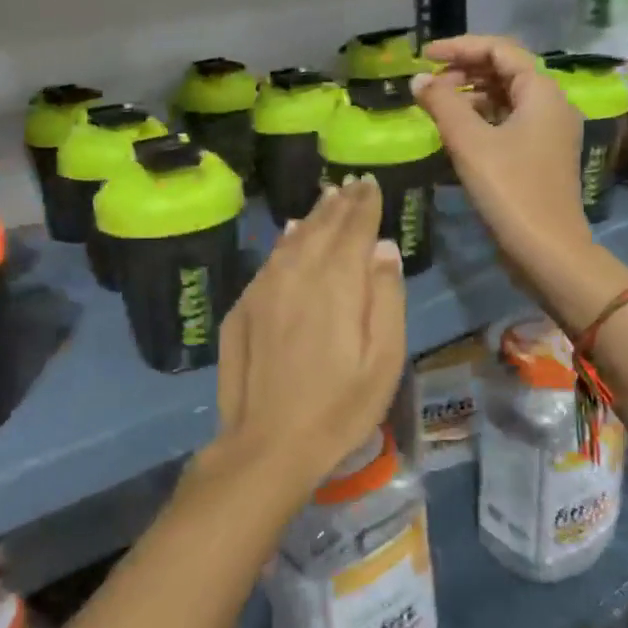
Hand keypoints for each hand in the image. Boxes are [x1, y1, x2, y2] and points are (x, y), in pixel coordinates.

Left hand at [210, 179, 406, 503]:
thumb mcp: (384, 360)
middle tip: (352, 185)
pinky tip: (290, 236)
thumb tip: (383, 249)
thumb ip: (386, 298)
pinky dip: (284, 242)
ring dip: (312, 218)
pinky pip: (269, 261)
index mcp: (336, 282)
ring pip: (292, 239)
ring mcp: (263, 289)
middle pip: (321, 227)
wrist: (267, 444)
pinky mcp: (242, 307)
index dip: (364, 204)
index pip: (353, 228)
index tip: (371, 183)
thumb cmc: (339, 408)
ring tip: (326, 200)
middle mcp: (296, 273)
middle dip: (339, 204)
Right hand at [414, 35, 614, 328]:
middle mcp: (551, 105)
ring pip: (505, 98)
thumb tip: (418, 80)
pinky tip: (455, 133)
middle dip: (464, 71)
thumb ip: (442, 104)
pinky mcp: (540, 156)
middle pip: (504, 71)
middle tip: (428, 85)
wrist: (547, 250)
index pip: (500, 50)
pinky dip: (480, 119)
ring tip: (436, 107)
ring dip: (470, 96)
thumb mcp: (469, 142)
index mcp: (542, 92)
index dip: (460, 47)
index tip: (424, 55)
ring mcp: (548, 132)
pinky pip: (508, 122)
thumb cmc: (510, 189)